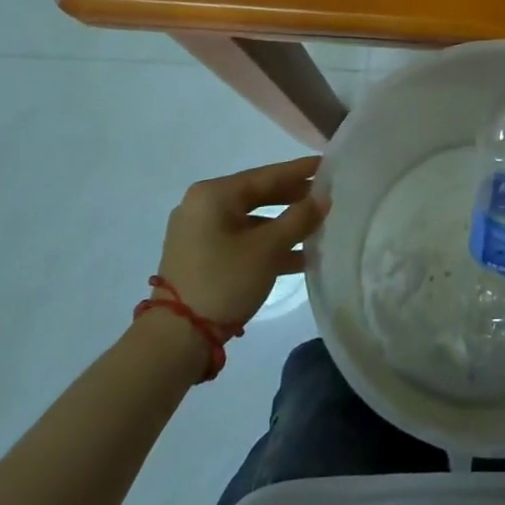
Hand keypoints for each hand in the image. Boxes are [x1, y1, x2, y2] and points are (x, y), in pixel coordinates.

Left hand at [154, 156, 328, 326]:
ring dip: (284, 226)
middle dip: (294, 199)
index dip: (300, 171)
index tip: (329, 165)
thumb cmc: (224, 281)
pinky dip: (267, 245)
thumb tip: (324, 197)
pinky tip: (298, 257)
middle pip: (258, 195)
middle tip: (327, 197)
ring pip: (252, 220)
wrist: (176, 339)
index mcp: (214, 195)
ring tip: (319, 229)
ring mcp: (199, 233)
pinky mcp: (200, 257)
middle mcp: (202, 206)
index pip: (266, 175)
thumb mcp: (269, 248)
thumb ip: (300, 218)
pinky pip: (241, 240)